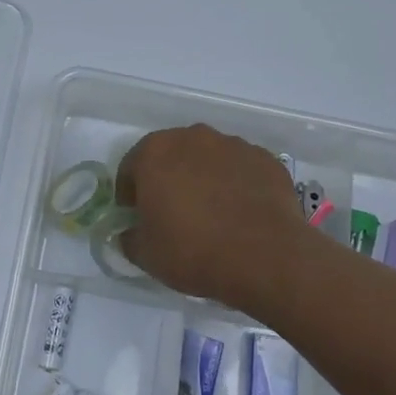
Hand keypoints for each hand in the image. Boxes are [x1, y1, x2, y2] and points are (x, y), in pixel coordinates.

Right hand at [117, 124, 308, 312]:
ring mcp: (233, 145)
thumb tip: (132, 232)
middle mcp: (192, 137)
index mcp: (155, 152)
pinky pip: (240, 169)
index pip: (130, 168)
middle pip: (170, 155)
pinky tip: (240, 213)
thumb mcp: (146, 255)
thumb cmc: (193, 251)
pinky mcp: (264, 159)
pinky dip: (236, 184)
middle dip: (167, 179)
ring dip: (203, 178)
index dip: (130, 194)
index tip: (137, 216)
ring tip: (212, 214)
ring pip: (207, 159)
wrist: (265, 257)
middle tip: (173, 213)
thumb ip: (130, 238)